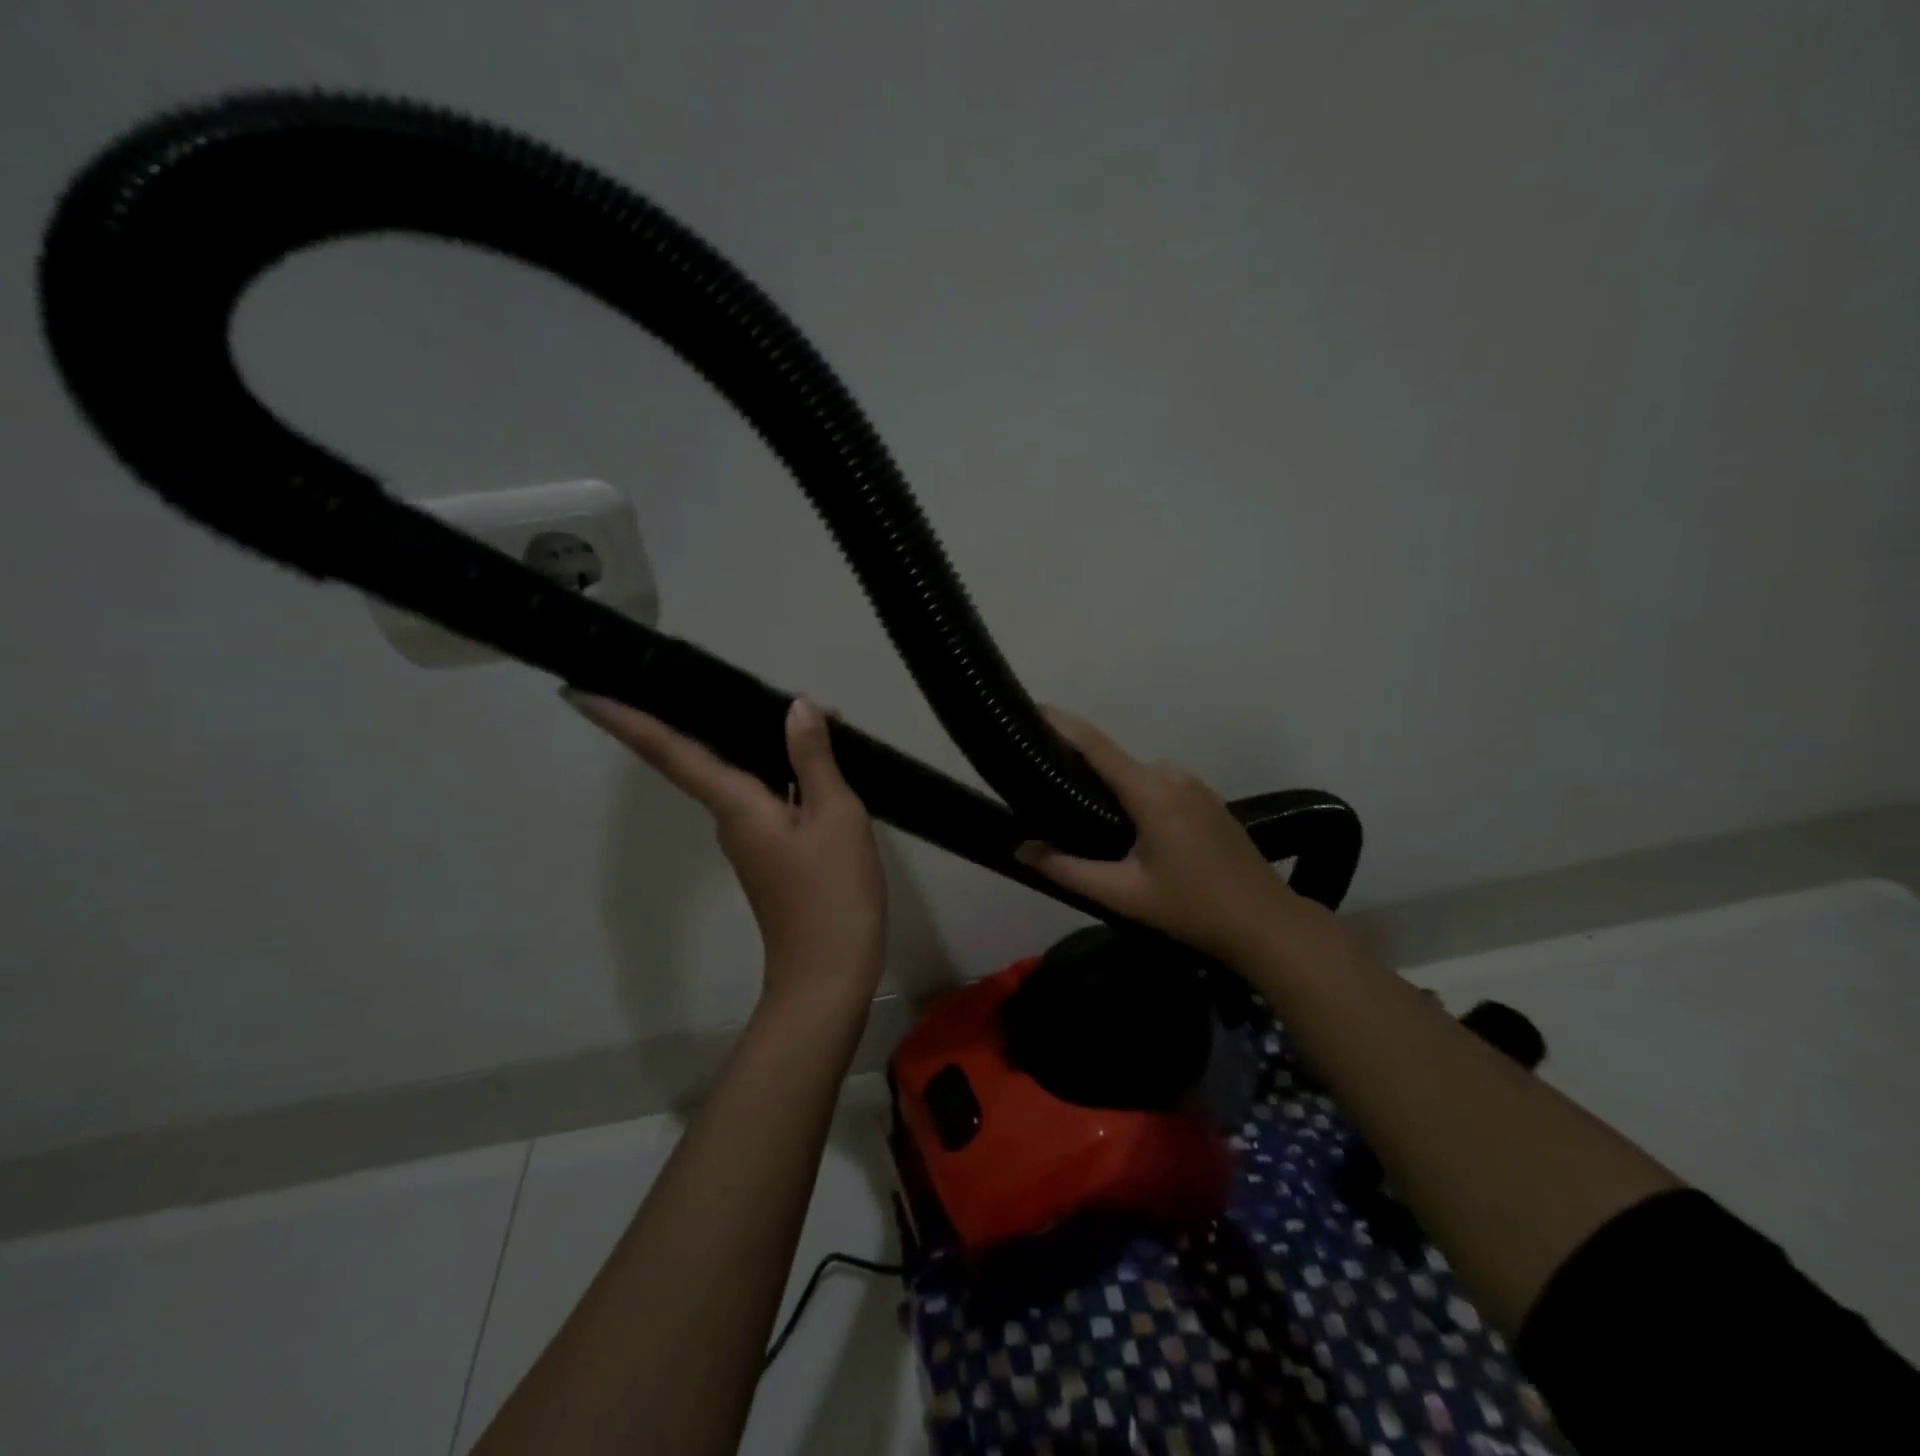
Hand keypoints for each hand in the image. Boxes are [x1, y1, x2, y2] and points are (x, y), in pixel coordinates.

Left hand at [563, 692, 886, 1009]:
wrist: (829, 974)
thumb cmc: (832, 894)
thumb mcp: (835, 817)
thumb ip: (813, 760)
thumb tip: (796, 708)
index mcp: (735, 806)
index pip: (670, 752)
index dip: (627, 721)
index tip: (581, 692)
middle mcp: (730, 819)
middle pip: (703, 756)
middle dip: (710, 714)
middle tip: (733, 679)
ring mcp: (749, 838)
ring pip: (741, 774)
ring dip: (759, 739)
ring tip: (802, 713)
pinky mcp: (770, 852)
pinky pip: (763, 794)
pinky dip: (781, 769)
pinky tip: (811, 756)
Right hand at [1016, 707, 1314, 962]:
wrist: (1265, 923)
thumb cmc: (1192, 908)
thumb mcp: (1124, 894)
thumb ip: (1068, 870)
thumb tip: (1020, 849)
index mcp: (1152, 792)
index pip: (1097, 746)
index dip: (1063, 725)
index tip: (1033, 709)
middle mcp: (1173, 776)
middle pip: (1115, 761)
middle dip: (1081, 768)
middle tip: (1046, 792)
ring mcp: (1196, 785)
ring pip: (1137, 775)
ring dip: (1112, 787)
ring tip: (1085, 820)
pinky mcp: (1208, 799)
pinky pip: (1159, 785)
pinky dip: (1137, 795)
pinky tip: (1130, 830)